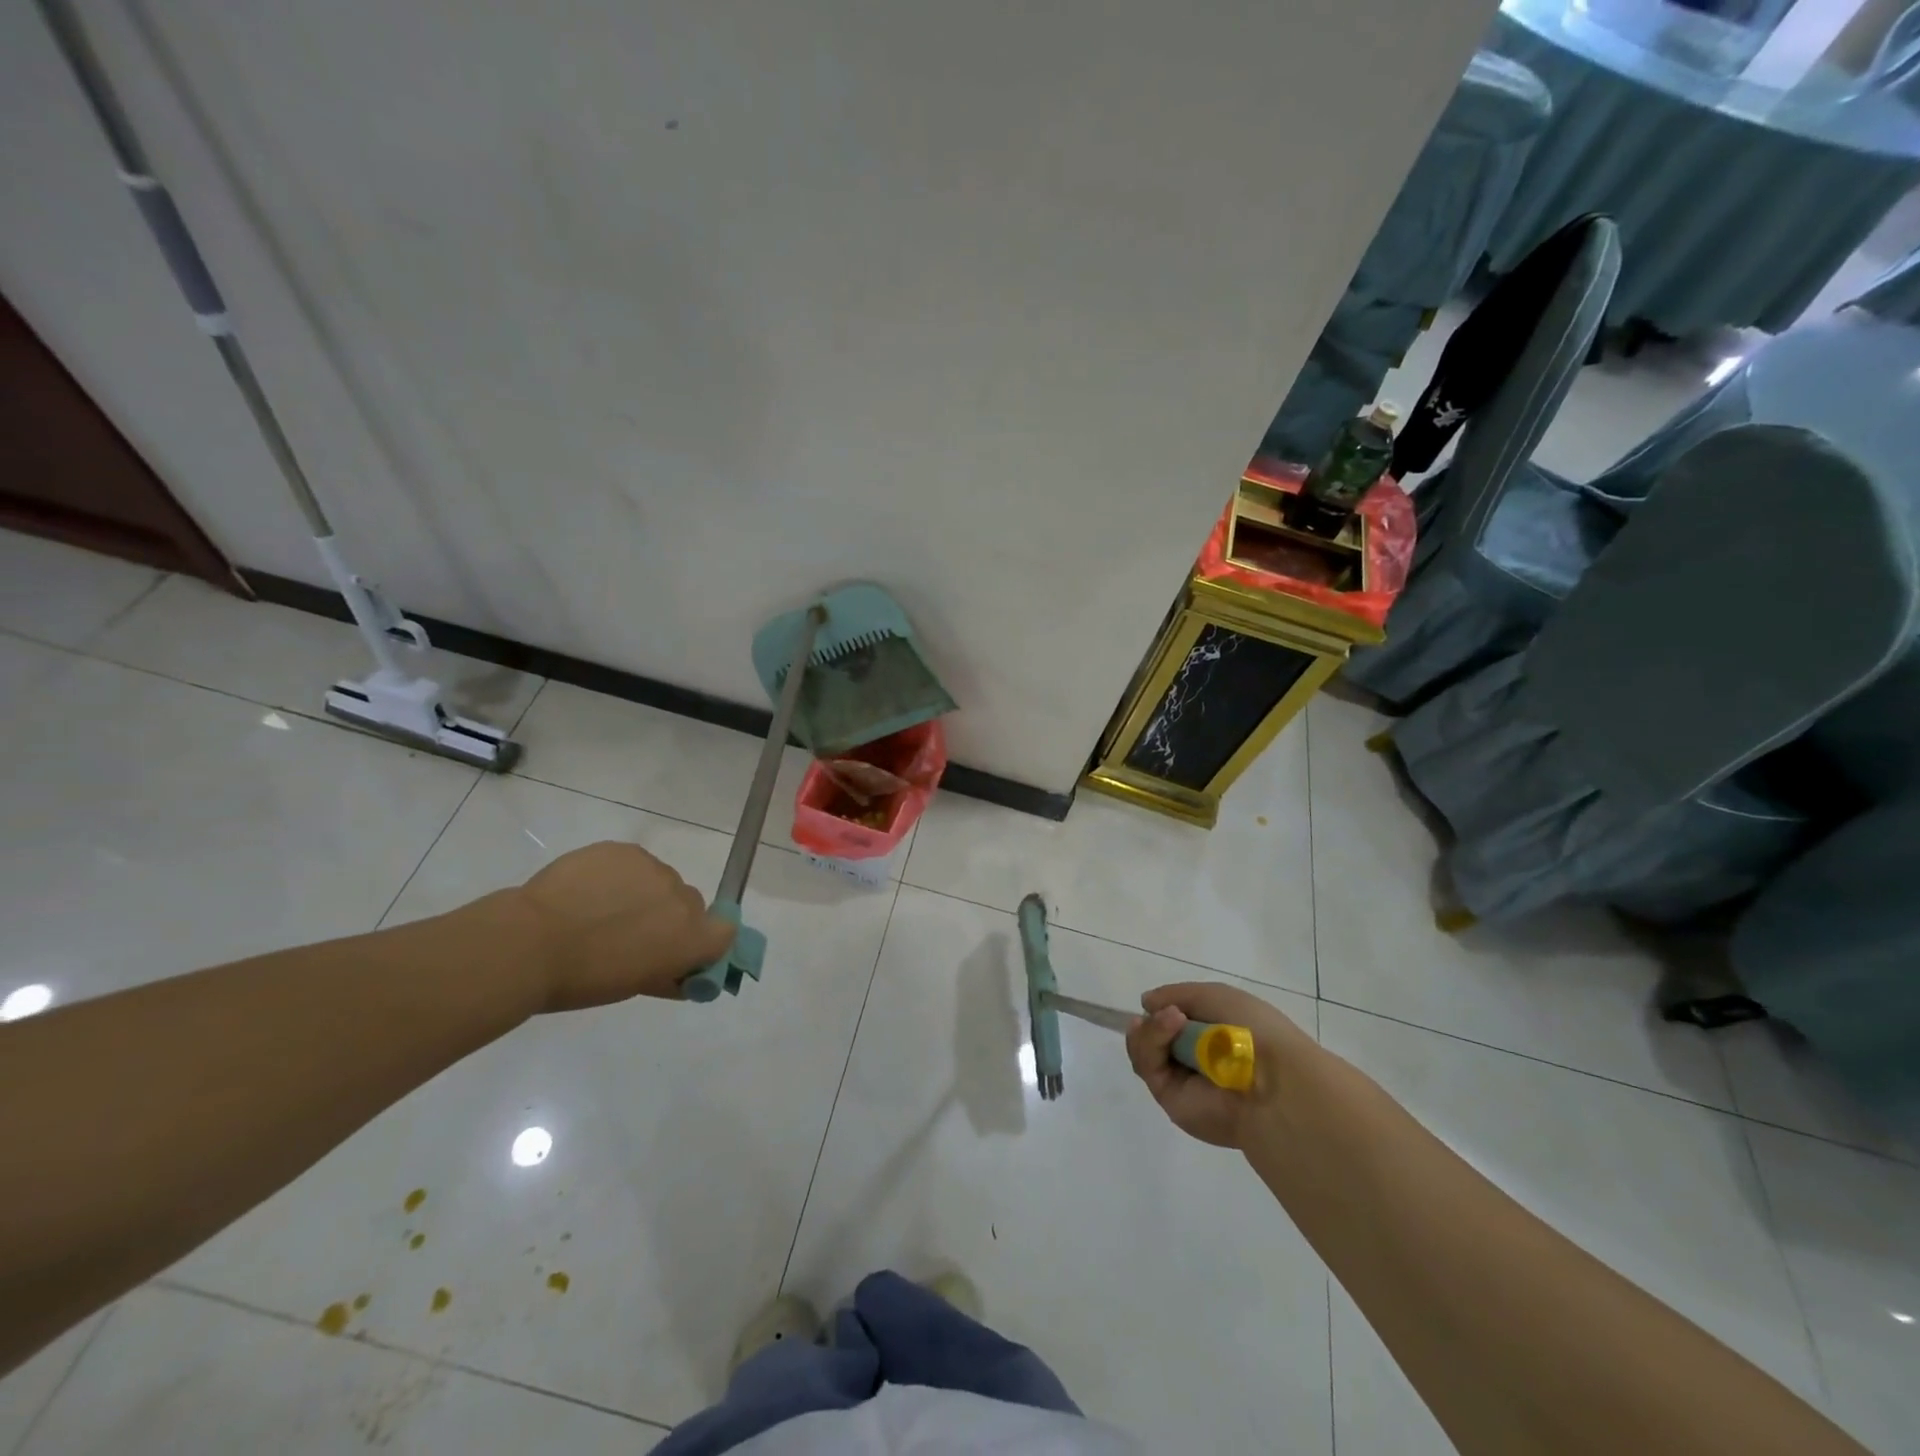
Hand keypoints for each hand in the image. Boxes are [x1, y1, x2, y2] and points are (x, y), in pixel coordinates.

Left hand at [509, 842, 735, 1011]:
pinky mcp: (626, 850)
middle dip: (668, 917)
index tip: (679, 948)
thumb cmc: (582, 979)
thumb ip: (667, 975)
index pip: (725, 931)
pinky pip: (633, 863)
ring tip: (600, 910)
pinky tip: (587, 891)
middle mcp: (683, 899)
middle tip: (629, 935)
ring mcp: (655, 869)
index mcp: (691, 938)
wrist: (529, 943)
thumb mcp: (633, 986)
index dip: (706, 938)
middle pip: (690, 904)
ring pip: (660, 881)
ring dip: (643, 894)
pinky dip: (618, 876)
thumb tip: (683, 973)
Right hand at [1125, 981, 1313, 1149]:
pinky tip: (1171, 1024)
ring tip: (1172, 1018)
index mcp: (1211, 1038)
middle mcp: (1194, 1060)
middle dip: (1151, 1021)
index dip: (1162, 1010)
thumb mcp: (1215, 995)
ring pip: (1144, 1050)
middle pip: (1151, 1037)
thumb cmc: (1251, 1029)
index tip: (1160, 1002)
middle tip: (1164, 1012)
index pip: (1172, 1023)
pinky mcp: (1170, 1098)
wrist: (1272, 1079)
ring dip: (1151, 1028)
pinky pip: (1148, 1065)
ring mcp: (1181, 1080)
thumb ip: (1176, 995)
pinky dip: (1152, 1040)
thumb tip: (1146, 1004)